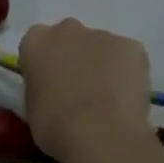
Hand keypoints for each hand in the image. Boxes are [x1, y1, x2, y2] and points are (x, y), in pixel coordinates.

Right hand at [18, 18, 150, 161]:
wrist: (98, 132)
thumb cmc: (54, 125)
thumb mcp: (30, 107)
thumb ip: (40, 87)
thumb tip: (52, 88)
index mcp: (36, 42)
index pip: (35, 43)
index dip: (42, 63)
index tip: (46, 83)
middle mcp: (68, 30)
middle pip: (68, 37)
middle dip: (71, 56)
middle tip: (75, 89)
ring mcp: (103, 35)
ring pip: (100, 47)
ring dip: (99, 65)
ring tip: (104, 99)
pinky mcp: (133, 47)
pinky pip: (126, 58)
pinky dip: (124, 73)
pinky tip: (123, 98)